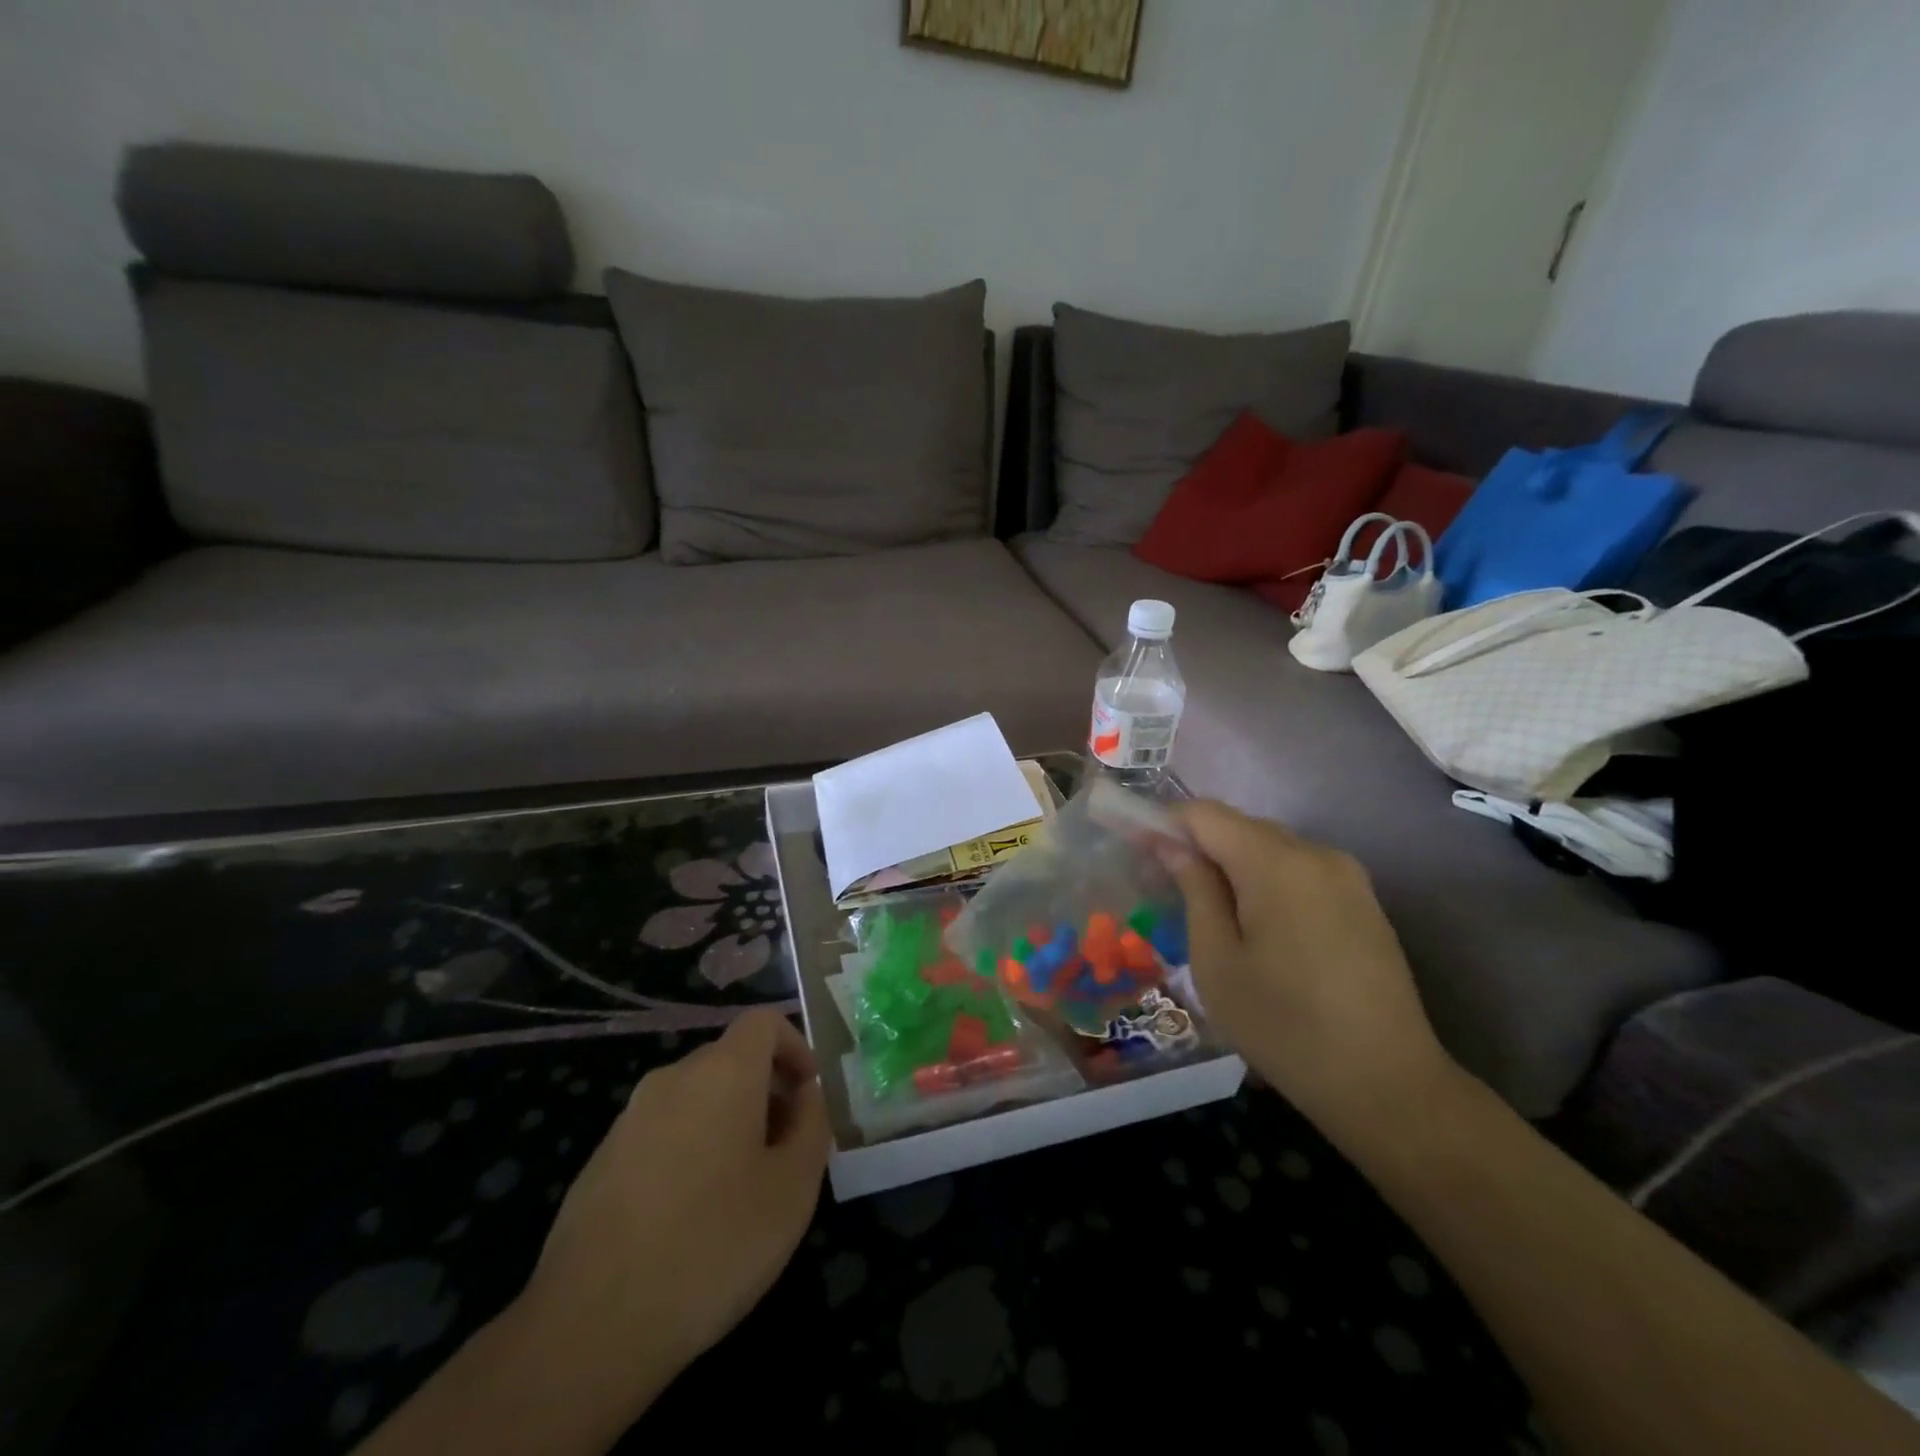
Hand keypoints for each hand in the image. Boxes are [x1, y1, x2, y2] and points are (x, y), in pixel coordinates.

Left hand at [517, 1008, 829, 1408]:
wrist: (589, 1327)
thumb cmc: (712, 1247)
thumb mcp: (793, 1189)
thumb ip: (813, 1126)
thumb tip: (807, 1096)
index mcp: (723, 1072)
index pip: (764, 1021)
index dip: (795, 1046)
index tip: (809, 1096)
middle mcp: (673, 1078)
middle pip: (731, 1057)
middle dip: (766, 1089)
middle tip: (786, 1148)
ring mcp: (630, 1117)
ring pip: (697, 1096)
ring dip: (729, 1120)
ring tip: (742, 1188)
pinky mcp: (601, 1159)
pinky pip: (663, 1130)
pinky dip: (690, 1147)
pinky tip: (691, 1215)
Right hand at [1166, 801, 1453, 1129]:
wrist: (1388, 1085)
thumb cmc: (1284, 1026)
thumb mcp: (1217, 961)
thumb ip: (1194, 890)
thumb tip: (1172, 846)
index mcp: (1276, 863)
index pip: (1206, 814)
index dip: (1165, 824)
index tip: (1138, 851)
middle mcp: (1316, 854)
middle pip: (1240, 827)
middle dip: (1198, 847)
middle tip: (1164, 887)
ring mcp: (1348, 876)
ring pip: (1270, 849)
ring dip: (1232, 866)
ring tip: (1208, 912)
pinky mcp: (1364, 902)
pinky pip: (1300, 872)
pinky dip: (1266, 882)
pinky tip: (1257, 927)